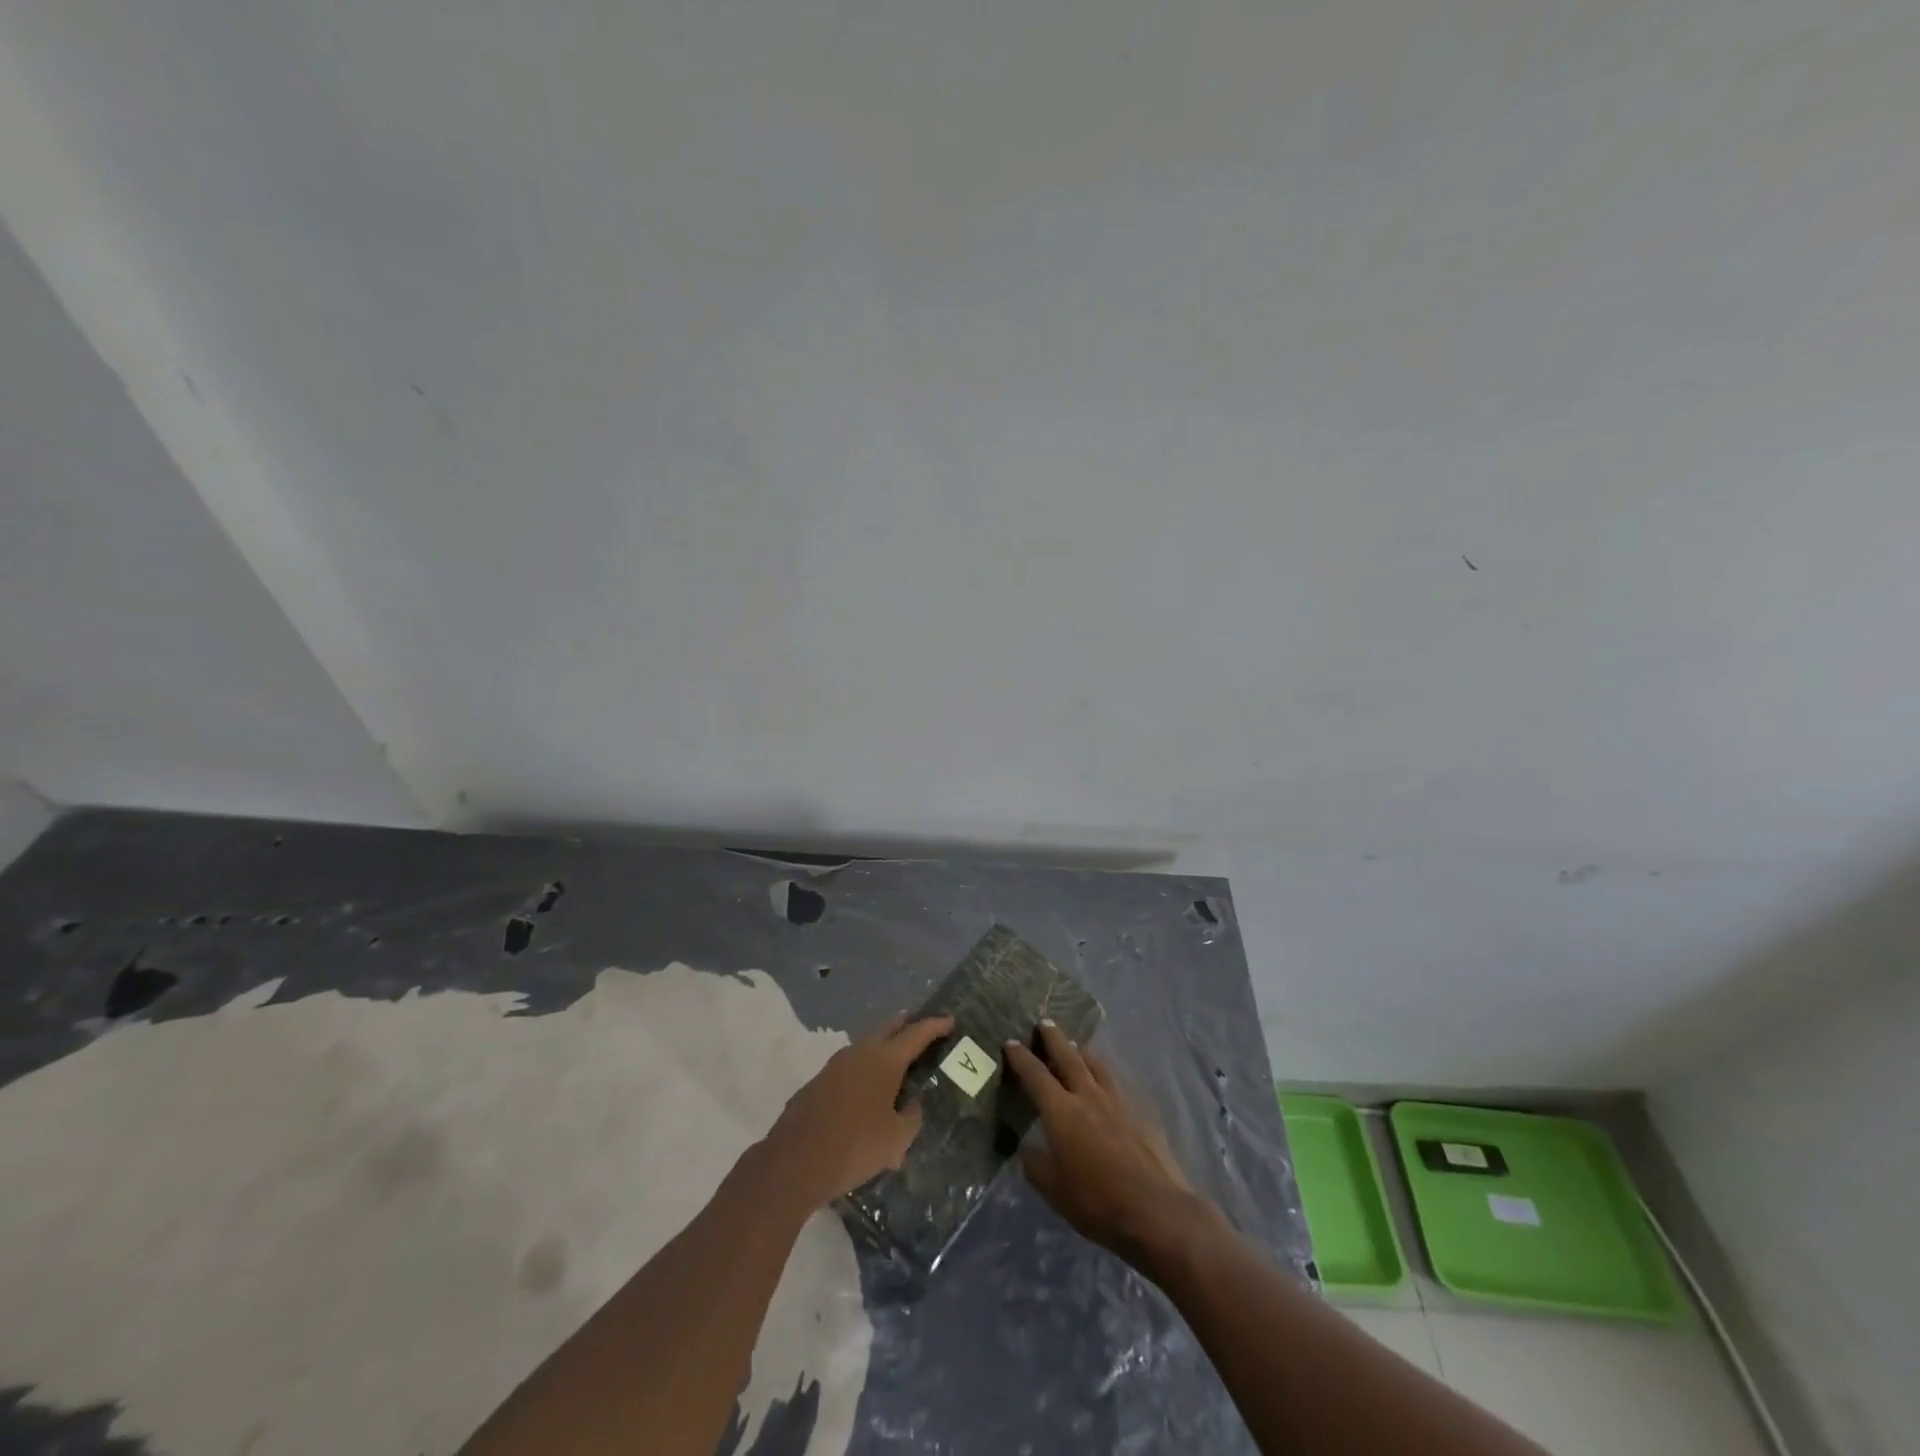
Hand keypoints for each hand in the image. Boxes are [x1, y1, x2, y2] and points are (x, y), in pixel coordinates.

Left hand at [764, 1012, 954, 1210]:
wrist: (795, 1161)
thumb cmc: (855, 1146)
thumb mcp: (896, 1139)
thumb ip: (911, 1117)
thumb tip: (912, 1103)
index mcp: (884, 1060)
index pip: (916, 1034)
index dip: (935, 1026)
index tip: (949, 1020)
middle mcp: (860, 1053)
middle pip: (888, 1029)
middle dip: (905, 1025)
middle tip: (919, 1026)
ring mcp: (835, 1065)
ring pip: (866, 1046)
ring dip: (883, 1047)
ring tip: (896, 1059)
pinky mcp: (818, 1082)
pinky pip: (850, 1067)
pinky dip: (864, 1069)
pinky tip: (866, 1090)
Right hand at [1004, 1022, 1207, 1266]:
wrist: (1155, 1209)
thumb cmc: (1097, 1201)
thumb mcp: (1054, 1190)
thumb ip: (1036, 1164)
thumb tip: (1028, 1147)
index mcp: (1061, 1110)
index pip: (1035, 1075)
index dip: (1021, 1057)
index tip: (1011, 1042)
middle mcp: (1087, 1095)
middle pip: (1068, 1056)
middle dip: (1053, 1038)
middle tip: (1045, 1023)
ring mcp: (1116, 1100)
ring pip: (1095, 1064)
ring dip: (1081, 1051)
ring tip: (1075, 1044)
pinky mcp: (1139, 1111)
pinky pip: (1114, 1081)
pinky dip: (1103, 1072)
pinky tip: (1104, 1080)